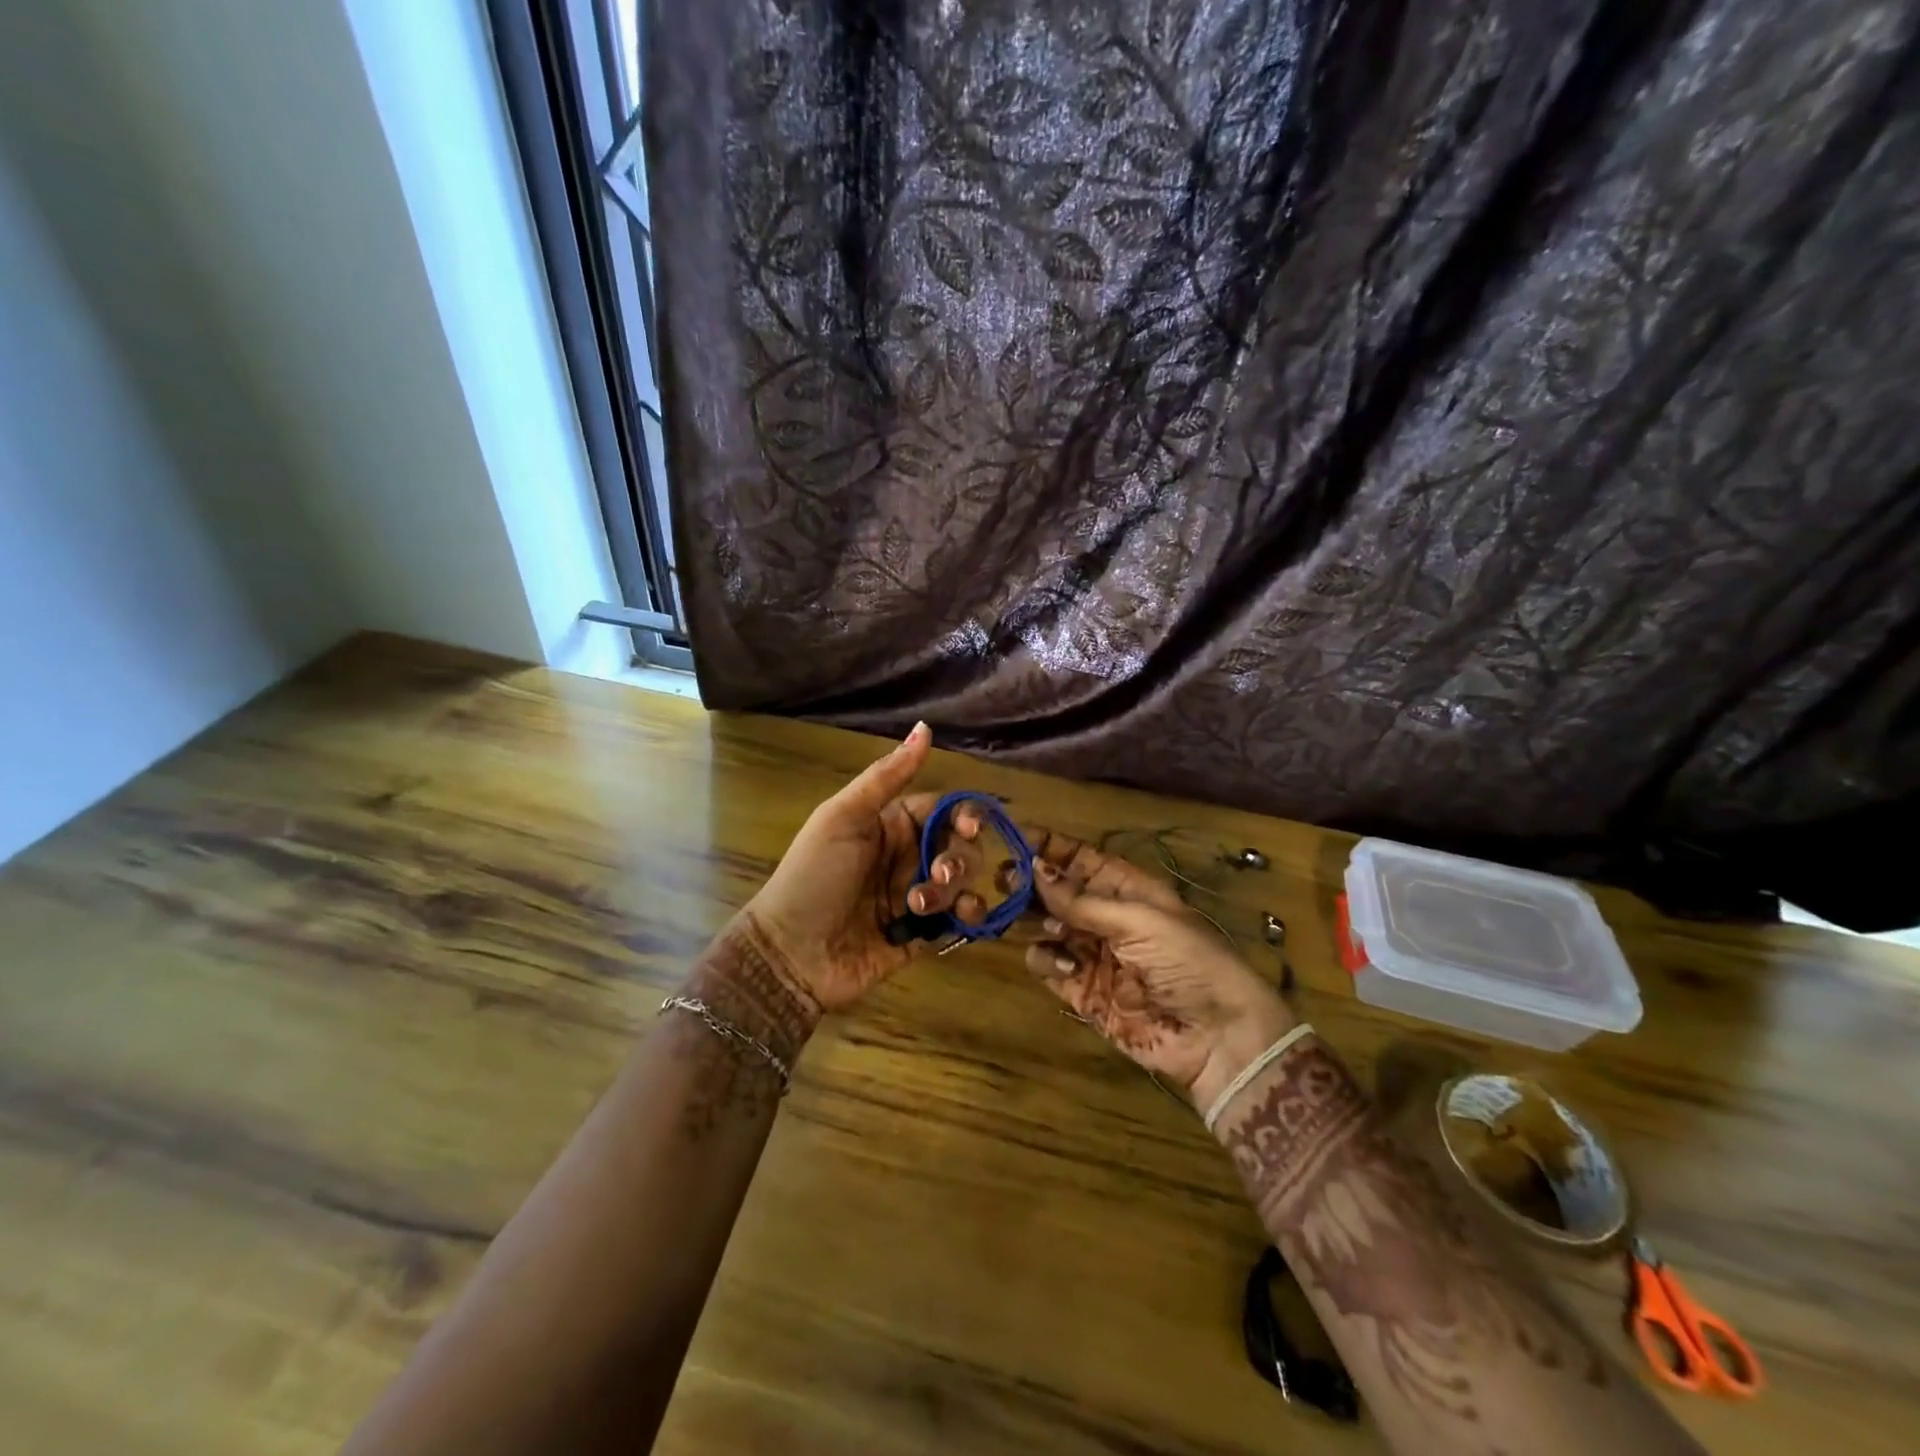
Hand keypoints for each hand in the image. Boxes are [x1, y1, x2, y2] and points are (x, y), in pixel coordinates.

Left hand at [743, 723, 992, 1014]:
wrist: (791, 953)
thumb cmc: (813, 876)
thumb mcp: (844, 818)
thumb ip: (887, 776)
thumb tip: (925, 727)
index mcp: (891, 825)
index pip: (943, 810)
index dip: (964, 815)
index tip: (970, 827)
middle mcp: (908, 857)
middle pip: (959, 846)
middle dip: (958, 858)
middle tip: (938, 873)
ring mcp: (917, 897)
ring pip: (963, 882)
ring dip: (955, 889)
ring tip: (921, 905)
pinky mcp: (924, 935)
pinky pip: (961, 919)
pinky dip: (969, 915)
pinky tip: (960, 919)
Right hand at [1021, 832, 1295, 1115]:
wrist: (1216, 1038)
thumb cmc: (1187, 962)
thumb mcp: (1139, 920)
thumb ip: (1082, 900)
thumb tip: (1034, 867)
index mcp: (1126, 888)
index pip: (1079, 858)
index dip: (1049, 846)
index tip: (1012, 835)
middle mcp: (1103, 916)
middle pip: (1054, 891)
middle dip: (1030, 882)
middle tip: (1005, 878)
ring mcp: (1090, 953)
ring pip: (1043, 925)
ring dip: (1035, 920)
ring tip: (1046, 925)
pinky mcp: (1080, 990)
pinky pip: (1046, 964)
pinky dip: (1046, 960)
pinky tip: (1068, 966)